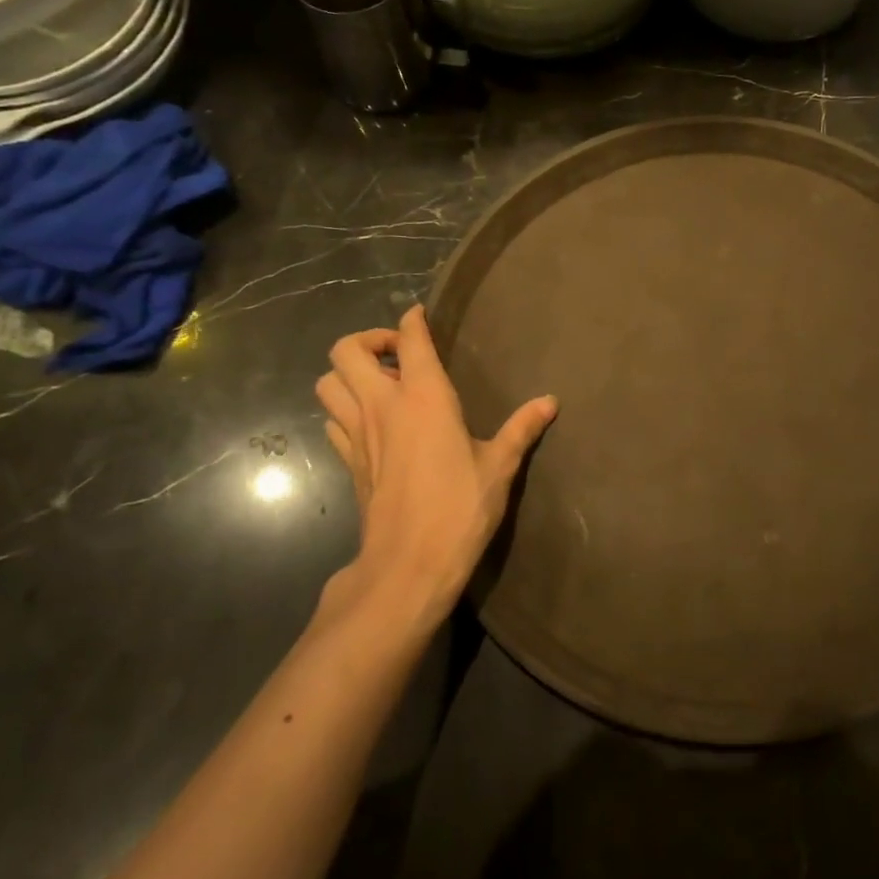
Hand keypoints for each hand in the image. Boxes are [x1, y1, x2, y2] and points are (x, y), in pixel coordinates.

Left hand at [316, 305, 556, 625]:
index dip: (412, 320)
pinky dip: (344, 410)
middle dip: (368, 340)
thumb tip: (550, 401)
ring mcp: (358, 434)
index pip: (409, 340)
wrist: (409, 563)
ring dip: (348, 374)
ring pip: (328, 382)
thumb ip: (521, 428)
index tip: (419, 315)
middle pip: (346, 350)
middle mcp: (383, 406)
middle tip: (399, 355)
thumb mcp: (499, 466)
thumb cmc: (460, 508)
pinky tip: (372, 425)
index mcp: (425, 398)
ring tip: (381, 386)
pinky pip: (332, 420)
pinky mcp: (348, 462)